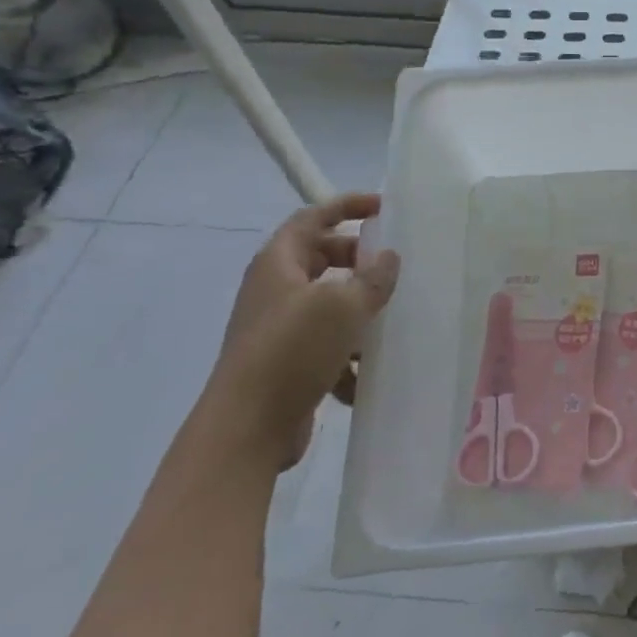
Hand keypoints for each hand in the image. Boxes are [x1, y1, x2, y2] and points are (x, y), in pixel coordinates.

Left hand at [201, 193, 398, 469]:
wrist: (245, 430)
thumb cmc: (292, 351)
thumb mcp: (343, 306)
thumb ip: (373, 278)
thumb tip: (388, 258)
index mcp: (278, 264)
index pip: (312, 218)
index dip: (346, 206)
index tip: (383, 207)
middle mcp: (274, 291)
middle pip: (321, 258)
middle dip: (358, 260)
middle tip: (391, 266)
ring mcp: (277, 329)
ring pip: (327, 304)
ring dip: (358, 310)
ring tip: (390, 321)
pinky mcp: (285, 365)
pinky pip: (324, 346)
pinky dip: (346, 355)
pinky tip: (366, 375)